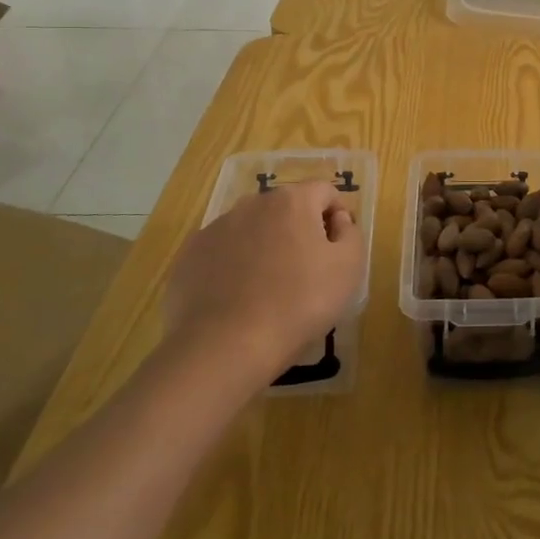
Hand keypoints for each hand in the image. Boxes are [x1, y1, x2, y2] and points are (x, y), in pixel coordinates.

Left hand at [164, 182, 363, 382]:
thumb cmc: (299, 303)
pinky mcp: (189, 257)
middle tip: (306, 270)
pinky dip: (234, 266)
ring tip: (270, 287)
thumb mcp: (349, 267)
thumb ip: (350, 233)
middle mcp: (251, 204)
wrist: (225, 346)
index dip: (337, 216)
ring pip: (252, 228)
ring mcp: (215, 229)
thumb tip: (337, 220)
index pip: (324, 192)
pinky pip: (222, 252)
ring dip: (265, 246)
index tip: (337, 248)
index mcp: (292, 201)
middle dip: (299, 230)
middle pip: (286, 207)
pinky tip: (238, 298)